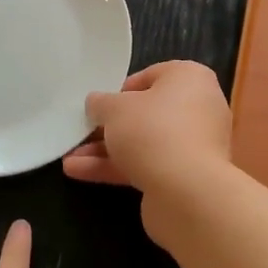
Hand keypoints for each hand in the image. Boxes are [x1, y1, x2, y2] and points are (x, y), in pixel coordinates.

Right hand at [62, 60, 233, 195]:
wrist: (186, 191)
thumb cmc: (152, 130)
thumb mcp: (115, 108)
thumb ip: (101, 103)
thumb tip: (97, 103)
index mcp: (191, 78)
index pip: (152, 75)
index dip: (122, 89)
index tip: (100, 103)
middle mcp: (198, 108)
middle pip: (147, 112)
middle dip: (110, 125)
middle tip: (82, 130)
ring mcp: (194, 145)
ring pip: (144, 142)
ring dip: (106, 150)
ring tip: (69, 156)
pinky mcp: (185, 176)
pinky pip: (147, 165)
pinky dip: (115, 168)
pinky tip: (78, 172)